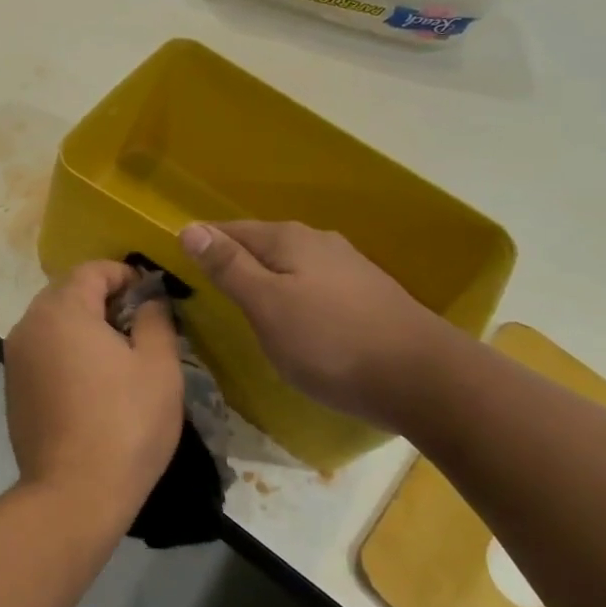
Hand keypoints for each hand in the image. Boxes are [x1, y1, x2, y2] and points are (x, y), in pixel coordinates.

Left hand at [3, 262, 183, 530]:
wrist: (73, 493)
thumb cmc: (125, 423)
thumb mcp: (158, 366)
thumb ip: (155, 318)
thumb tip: (150, 299)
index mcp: (61, 310)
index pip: (92, 269)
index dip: (126, 275)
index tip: (153, 296)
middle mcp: (29, 324)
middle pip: (68, 292)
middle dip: (104, 299)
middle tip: (140, 325)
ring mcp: (15, 357)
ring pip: (53, 322)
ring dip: (84, 326)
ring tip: (119, 355)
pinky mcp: (12, 386)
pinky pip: (42, 350)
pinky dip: (66, 351)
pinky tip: (92, 382)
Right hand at [179, 220, 451, 422]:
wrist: (425, 379)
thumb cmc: (331, 342)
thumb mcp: (266, 305)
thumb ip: (228, 266)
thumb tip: (189, 228)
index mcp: (289, 239)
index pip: (230, 230)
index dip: (203, 246)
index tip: (180, 269)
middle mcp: (319, 242)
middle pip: (263, 245)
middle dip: (235, 262)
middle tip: (208, 291)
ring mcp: (349, 268)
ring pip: (291, 266)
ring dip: (266, 280)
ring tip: (247, 308)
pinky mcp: (369, 295)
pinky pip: (315, 286)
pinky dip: (295, 297)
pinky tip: (296, 321)